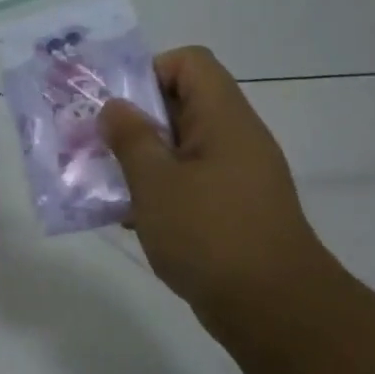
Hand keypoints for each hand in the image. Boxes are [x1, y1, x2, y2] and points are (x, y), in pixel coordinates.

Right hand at [99, 46, 335, 310]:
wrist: (275, 310)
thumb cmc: (210, 234)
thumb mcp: (156, 182)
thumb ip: (130, 138)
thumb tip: (114, 108)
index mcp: (223, 118)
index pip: (189, 62)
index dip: (150, 71)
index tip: (118, 107)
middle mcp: (234, 138)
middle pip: (181, 103)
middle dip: (135, 119)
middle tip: (98, 142)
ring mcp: (236, 176)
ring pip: (181, 147)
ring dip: (143, 158)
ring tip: (107, 181)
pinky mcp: (232, 209)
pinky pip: (190, 182)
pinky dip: (160, 190)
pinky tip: (132, 218)